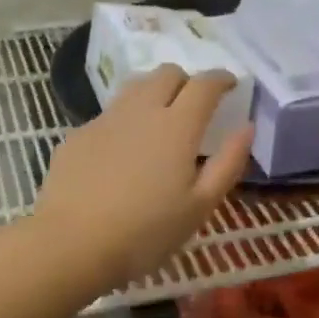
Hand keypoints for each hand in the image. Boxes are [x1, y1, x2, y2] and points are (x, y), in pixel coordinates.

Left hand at [33, 65, 252, 292]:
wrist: (72, 244)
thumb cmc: (146, 232)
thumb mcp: (200, 206)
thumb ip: (228, 163)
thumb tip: (246, 128)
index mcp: (177, 126)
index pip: (205, 84)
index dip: (222, 78)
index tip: (231, 85)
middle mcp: (141, 110)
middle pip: (167, 73)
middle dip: (187, 80)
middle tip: (195, 104)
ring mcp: (105, 120)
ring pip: (135, 87)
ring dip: (154, 91)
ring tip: (160, 118)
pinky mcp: (78, 135)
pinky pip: (109, 114)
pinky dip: (125, 120)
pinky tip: (123, 151)